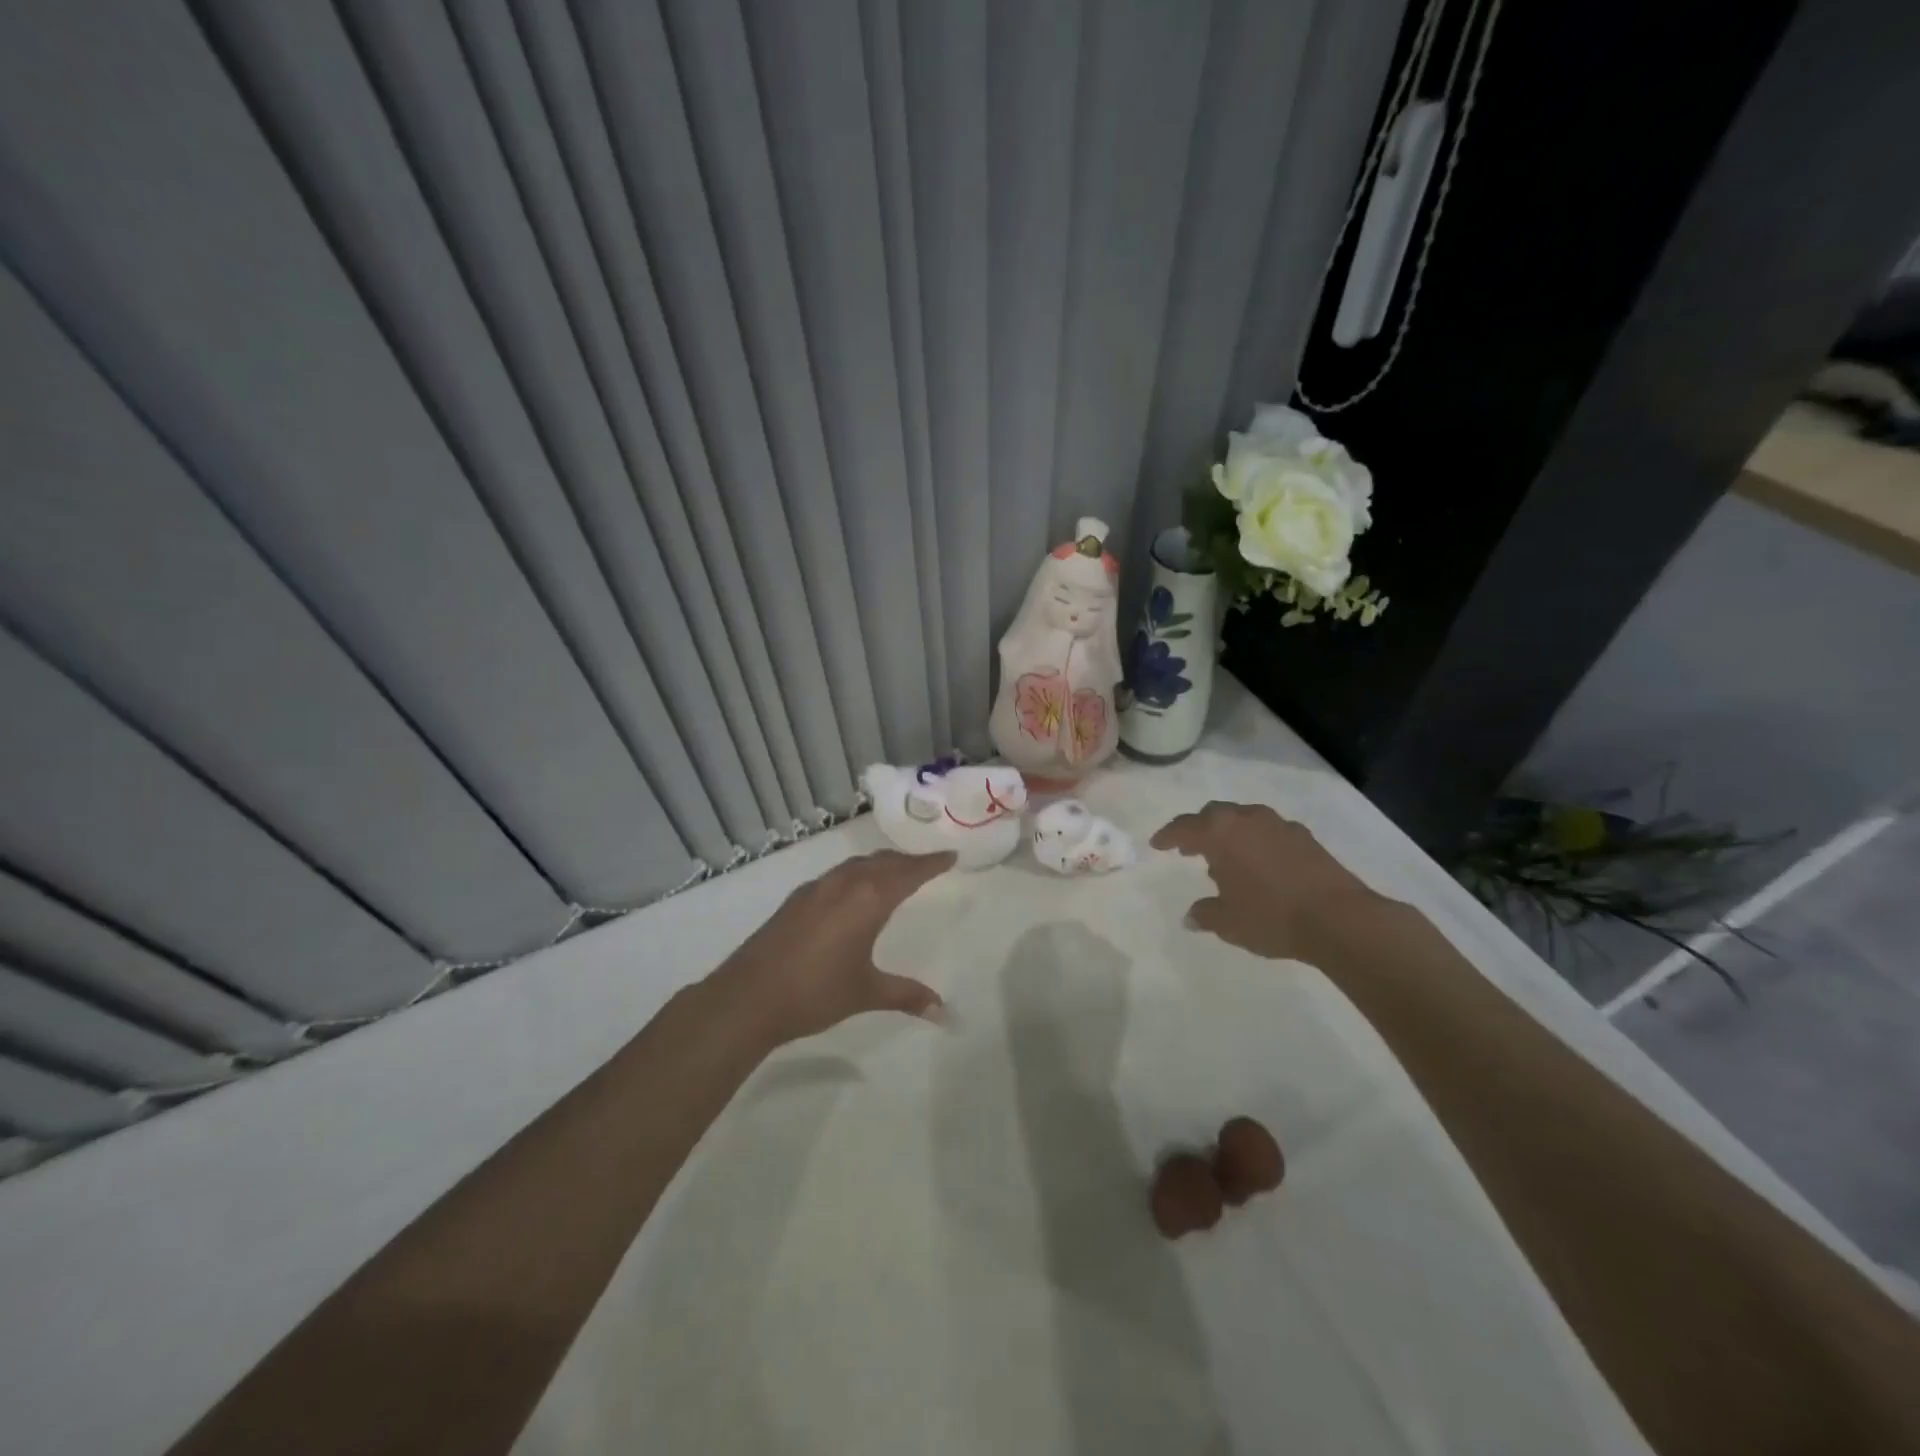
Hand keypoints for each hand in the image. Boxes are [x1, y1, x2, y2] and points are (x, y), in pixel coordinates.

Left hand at [708, 850, 954, 1045]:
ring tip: (894, 872)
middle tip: (927, 864)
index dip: (930, 864)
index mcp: (867, 900)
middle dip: (907, 861)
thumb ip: (906, 995)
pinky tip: (852, 892)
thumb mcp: (866, 993)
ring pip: (856, 866)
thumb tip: (943, 1011)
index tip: (949, 856)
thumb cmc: (815, 992)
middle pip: (882, 862)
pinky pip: (836, 876)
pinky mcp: (795, 901)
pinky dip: (855, 874)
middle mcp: (843, 885)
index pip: (908, 873)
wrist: (748, 997)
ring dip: (879, 864)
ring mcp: (815, 890)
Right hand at [1151, 801, 1377, 961]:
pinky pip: (1269, 832)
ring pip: (1244, 820)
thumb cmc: (1270, 916)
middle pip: (1214, 815)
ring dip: (1230, 834)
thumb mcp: (1227, 922)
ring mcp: (1279, 825)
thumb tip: (1192, 915)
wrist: (1339, 918)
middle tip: (1189, 848)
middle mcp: (1247, 819)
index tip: (1157, 845)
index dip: (1167, 836)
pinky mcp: (1305, 838)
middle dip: (1199, 829)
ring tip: (1226, 859)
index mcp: (1220, 832)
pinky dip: (1256, 842)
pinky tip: (1260, 865)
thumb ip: (1205, 914)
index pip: (1184, 826)